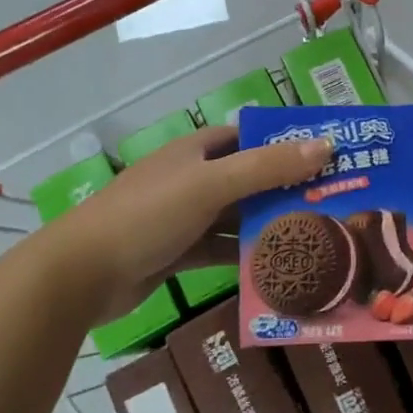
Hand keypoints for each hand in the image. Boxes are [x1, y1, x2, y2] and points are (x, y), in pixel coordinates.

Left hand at [25, 126, 329, 320]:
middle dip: (283, 188)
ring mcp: (183, 217)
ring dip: (267, 224)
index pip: (247, 138)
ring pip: (235, 216)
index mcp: (195, 151)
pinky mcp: (177, 252)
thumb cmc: (148, 214)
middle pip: (247, 178)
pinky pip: (220, 249)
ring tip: (315, 236)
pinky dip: (244, 255)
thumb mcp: (211, 184)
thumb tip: (326, 146)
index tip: (324, 156)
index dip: (283, 143)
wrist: (82, 274)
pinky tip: (276, 266)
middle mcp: (191, 178)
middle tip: (331, 202)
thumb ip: (267, 167)